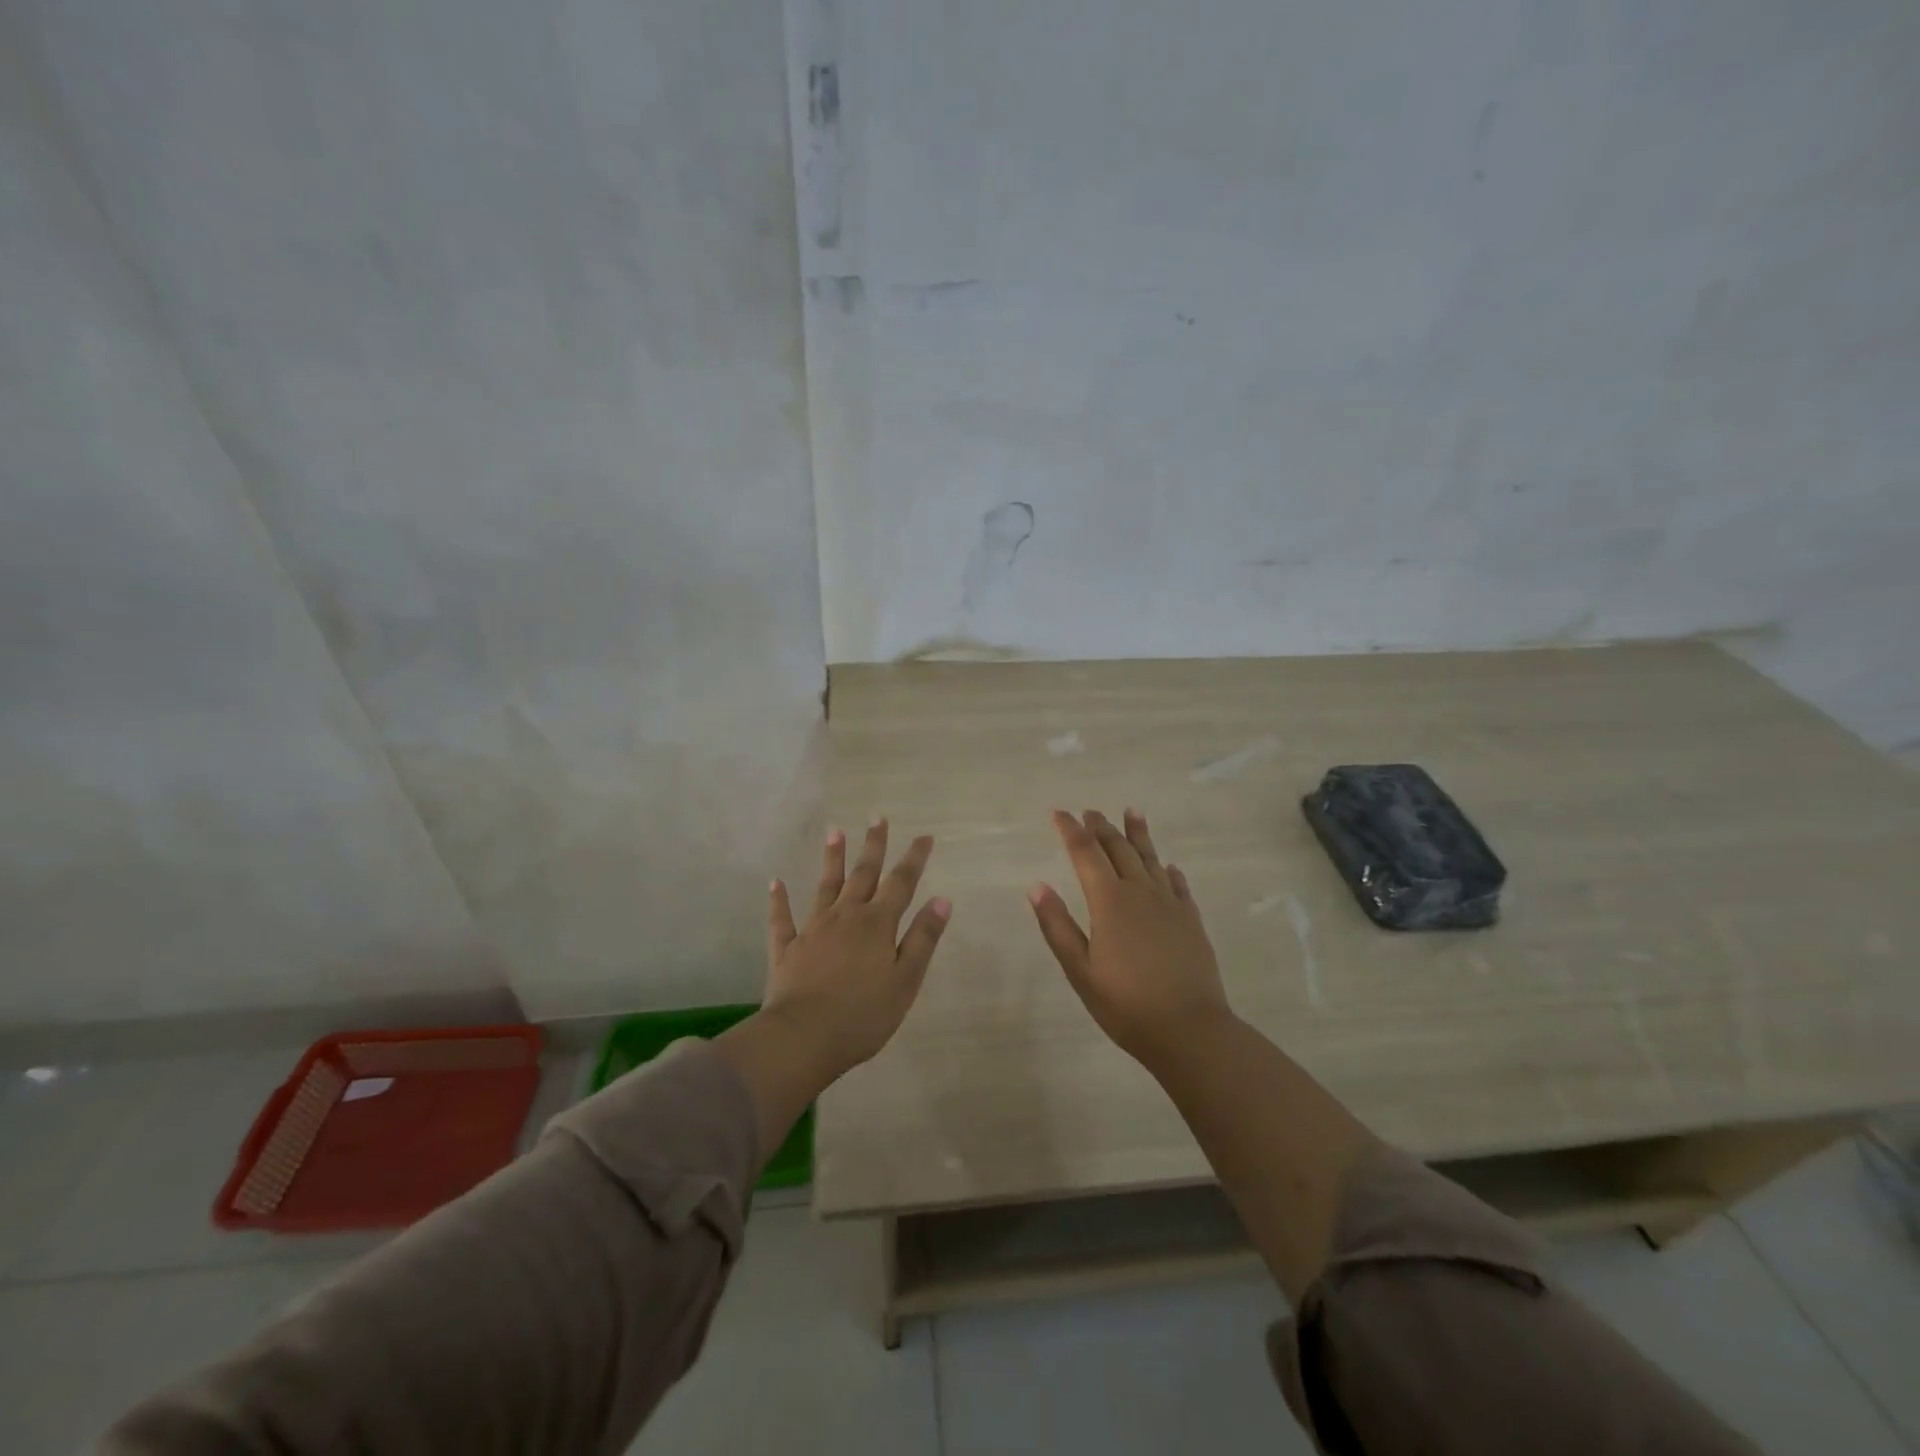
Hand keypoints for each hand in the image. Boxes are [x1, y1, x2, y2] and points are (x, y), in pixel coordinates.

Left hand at [761, 818, 951, 1078]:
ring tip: (834, 831)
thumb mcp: (905, 980)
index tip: (925, 836)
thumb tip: (941, 900)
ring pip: (825, 886)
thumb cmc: (863, 1014)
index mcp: (877, 924)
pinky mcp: (787, 948)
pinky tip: (776, 882)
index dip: (914, 859)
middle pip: (863, 874)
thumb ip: (922, 938)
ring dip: (832, 859)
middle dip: (873, 845)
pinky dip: (779, 900)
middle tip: (877, 817)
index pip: (901, 883)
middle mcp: (846, 916)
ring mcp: (813, 929)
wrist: (804, 1038)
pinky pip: (782, 918)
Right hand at [1028, 808, 1232, 1064]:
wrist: (1190, 1030)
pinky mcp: (1191, 920)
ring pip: (1151, 859)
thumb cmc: (1126, 1004)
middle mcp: (1141, 892)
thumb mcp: (1080, 970)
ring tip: (1132, 812)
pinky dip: (1168, 870)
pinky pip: (1178, 884)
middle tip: (1091, 812)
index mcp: (1110, 901)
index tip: (1059, 813)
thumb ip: (1058, 926)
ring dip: (1138, 834)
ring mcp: (1170, 904)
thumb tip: (1036, 886)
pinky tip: (1168, 866)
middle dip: (1102, 828)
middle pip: (1119, 849)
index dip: (1071, 830)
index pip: (1086, 853)